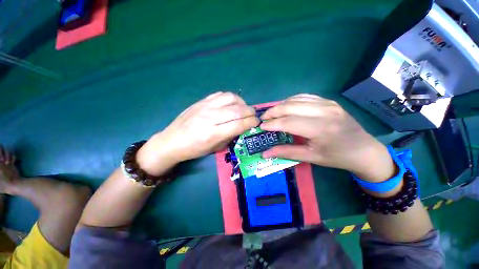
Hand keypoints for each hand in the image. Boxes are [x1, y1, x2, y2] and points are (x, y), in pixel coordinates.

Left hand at [137, 92, 259, 175]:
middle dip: (250, 112)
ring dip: (242, 102)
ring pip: (230, 98)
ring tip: (243, 108)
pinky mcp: (201, 101)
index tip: (257, 122)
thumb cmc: (194, 149)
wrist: (171, 141)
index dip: (251, 122)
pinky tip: (231, 104)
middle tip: (253, 115)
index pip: (239, 124)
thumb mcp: (215, 148)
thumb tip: (243, 126)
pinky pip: (220, 94)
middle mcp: (210, 117)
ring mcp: (205, 106)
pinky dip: (230, 98)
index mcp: (213, 133)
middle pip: (237, 110)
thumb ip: (231, 136)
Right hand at [260, 94, 395, 181]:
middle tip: (263, 118)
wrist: (363, 150)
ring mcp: (328, 103)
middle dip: (273, 112)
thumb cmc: (337, 157)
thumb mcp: (311, 157)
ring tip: (272, 113)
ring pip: (296, 99)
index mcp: (321, 129)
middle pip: (290, 106)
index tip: (261, 127)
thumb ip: (286, 153)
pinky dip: (291, 101)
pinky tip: (285, 107)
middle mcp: (324, 111)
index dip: (272, 124)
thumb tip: (265, 153)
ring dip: (280, 105)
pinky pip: (304, 96)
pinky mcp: (328, 101)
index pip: (288, 122)